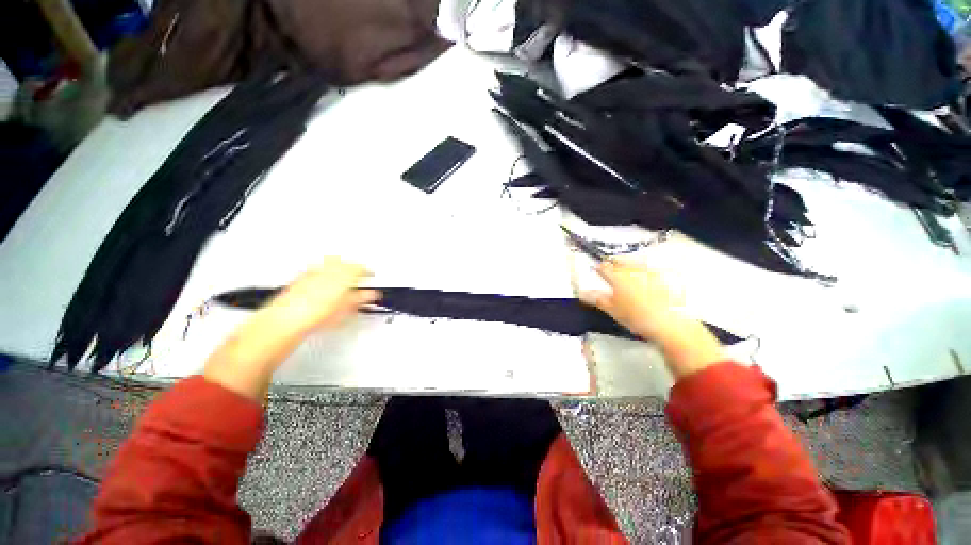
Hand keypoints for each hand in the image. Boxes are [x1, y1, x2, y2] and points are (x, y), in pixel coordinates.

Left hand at [203, 258, 379, 401]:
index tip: (371, 274)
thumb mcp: (344, 309)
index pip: (358, 268)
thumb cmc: (314, 316)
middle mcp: (326, 271)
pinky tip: (322, 279)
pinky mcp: (299, 279)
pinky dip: (322, 271)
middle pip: (343, 262)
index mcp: (341, 276)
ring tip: (342, 276)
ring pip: (329, 262)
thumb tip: (372, 294)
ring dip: (338, 266)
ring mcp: (311, 274)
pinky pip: (315, 269)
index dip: (367, 271)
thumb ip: (360, 299)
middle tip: (358, 274)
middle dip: (352, 266)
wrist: (283, 322)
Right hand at [579, 260, 723, 379]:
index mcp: (618, 278)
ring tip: (625, 267)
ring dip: (628, 263)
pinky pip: (650, 268)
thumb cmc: (636, 318)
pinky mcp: (664, 278)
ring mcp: (650, 273)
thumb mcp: (613, 310)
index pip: (604, 268)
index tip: (597, 269)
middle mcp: (633, 271)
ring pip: (635, 263)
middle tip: (609, 265)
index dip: (599, 268)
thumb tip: (582, 293)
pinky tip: (644, 275)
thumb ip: (597, 299)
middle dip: (613, 262)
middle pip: (620, 261)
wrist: (670, 324)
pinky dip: (643, 269)